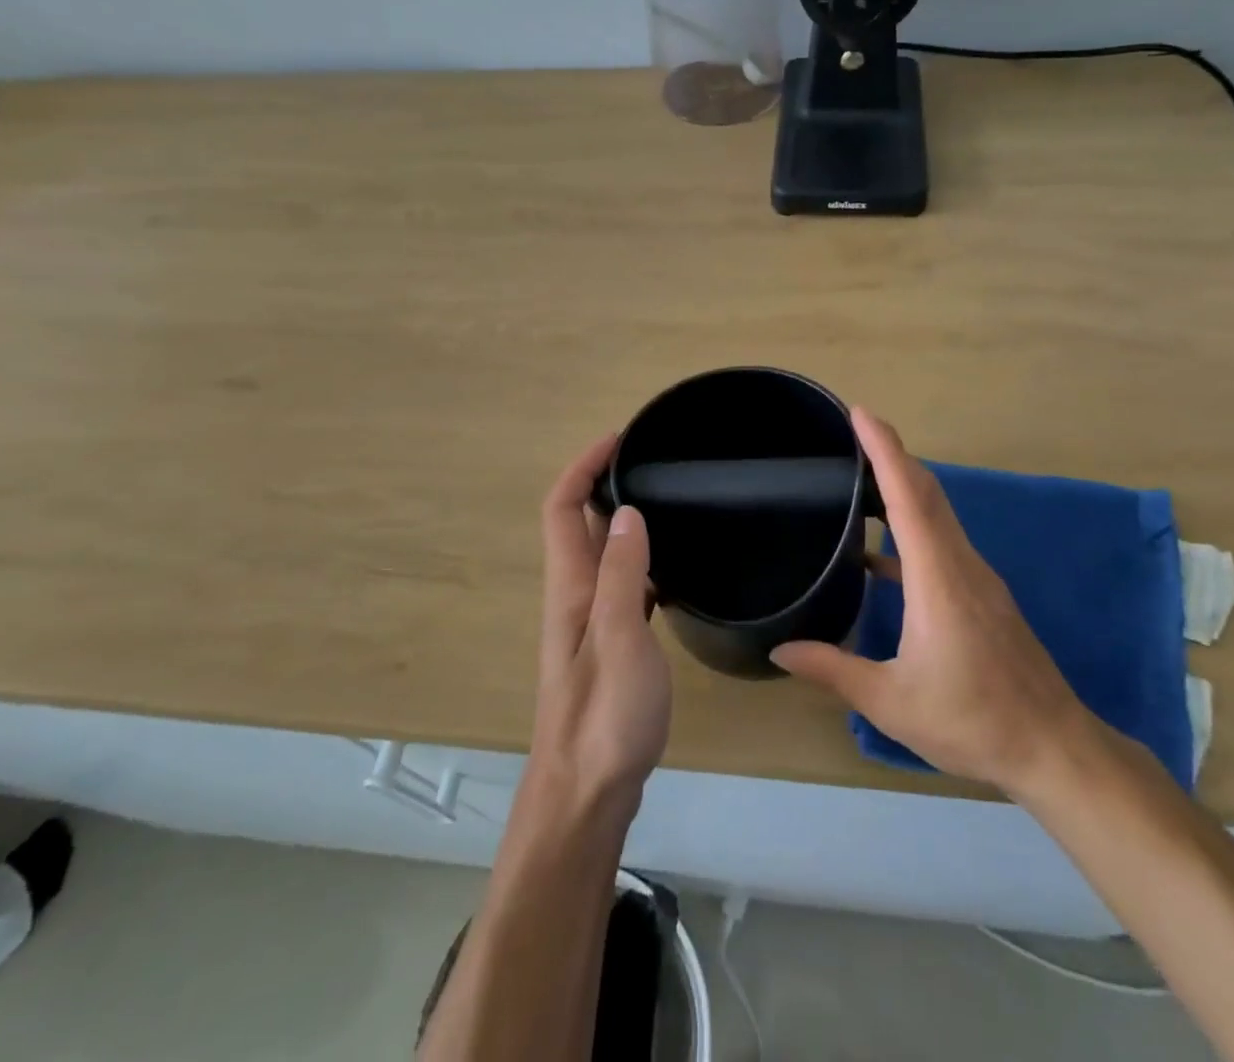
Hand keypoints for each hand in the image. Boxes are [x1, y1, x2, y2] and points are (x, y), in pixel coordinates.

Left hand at [529, 434, 671, 819]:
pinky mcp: (611, 645)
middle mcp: (575, 596)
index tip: (620, 438)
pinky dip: (641, 560)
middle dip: (606, 483)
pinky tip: (672, 567)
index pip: (562, 508)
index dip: (582, 466)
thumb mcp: (618, 639)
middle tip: (655, 463)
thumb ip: (622, 574)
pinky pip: (623, 584)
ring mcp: (592, 622)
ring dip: (623, 520)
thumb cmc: (604, 717)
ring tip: (669, 502)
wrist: (587, 795)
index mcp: (571, 587)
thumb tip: (626, 511)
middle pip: (580, 525)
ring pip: (603, 554)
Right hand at [772, 409, 1098, 803]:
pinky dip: (913, 528)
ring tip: (860, 479)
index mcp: (938, 578)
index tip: (861, 413)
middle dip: (892, 455)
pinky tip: (880, 556)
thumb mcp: (892, 701)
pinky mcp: (983, 596)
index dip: (885, 450)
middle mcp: (961, 564)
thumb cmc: (972, 720)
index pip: (909, 496)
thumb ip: (833, 670)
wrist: (1055, 749)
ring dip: (904, 486)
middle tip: (852, 432)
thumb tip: (779, 650)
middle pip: (927, 492)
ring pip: (938, 514)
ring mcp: (977, 578)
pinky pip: (943, 542)